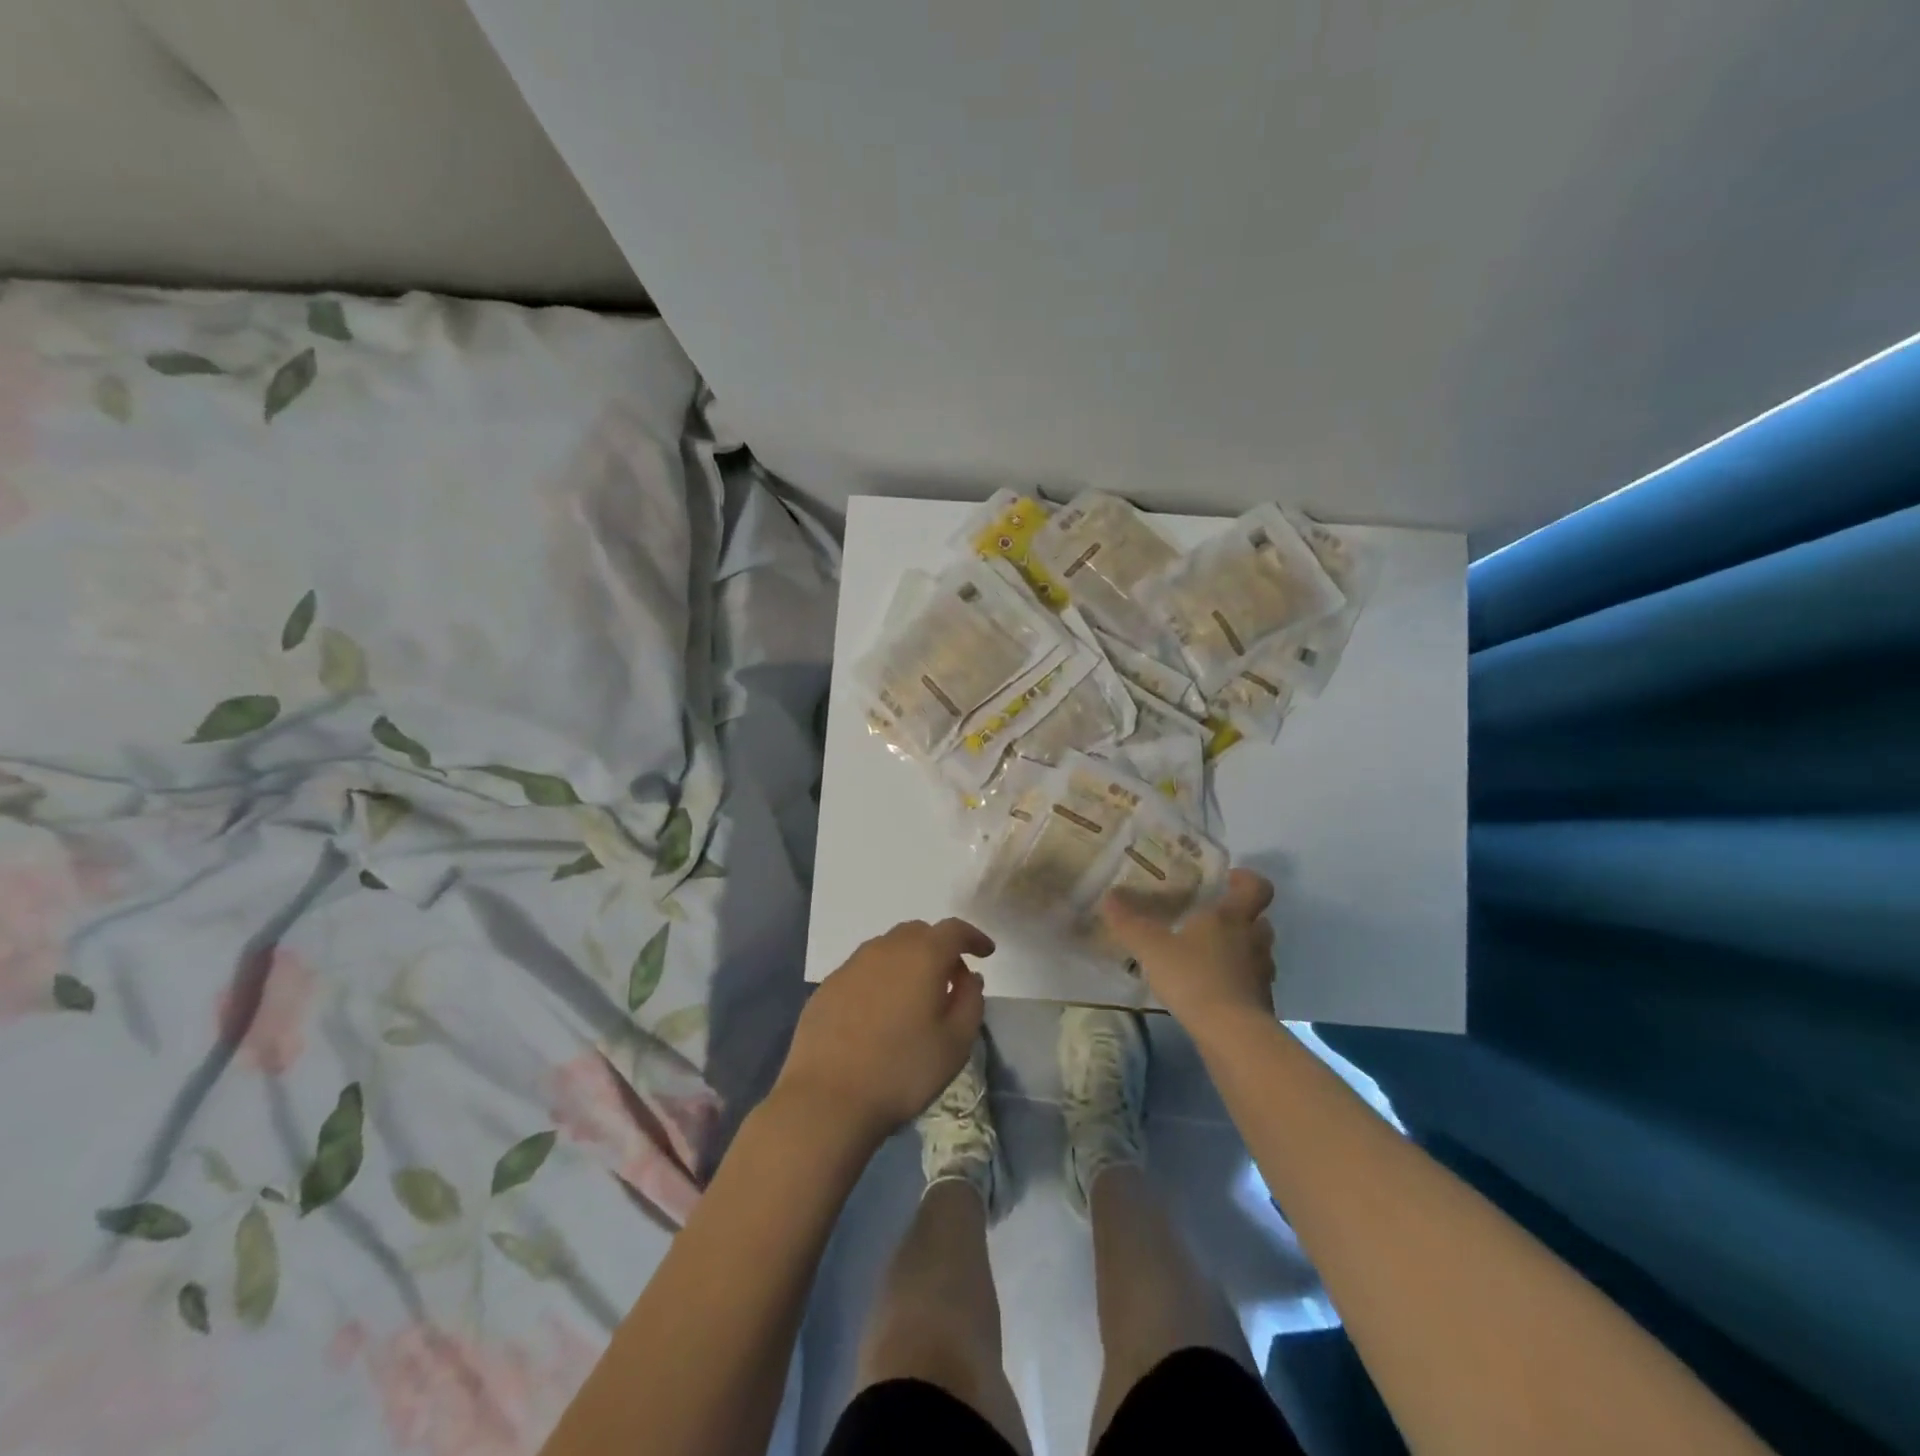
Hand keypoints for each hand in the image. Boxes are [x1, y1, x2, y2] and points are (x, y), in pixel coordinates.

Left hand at [773, 918, 993, 1144]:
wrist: (826, 1099)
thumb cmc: (902, 1071)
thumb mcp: (955, 1043)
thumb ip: (970, 1001)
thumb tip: (968, 977)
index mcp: (922, 955)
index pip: (954, 930)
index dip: (973, 937)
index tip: (985, 952)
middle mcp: (885, 949)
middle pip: (919, 933)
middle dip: (939, 948)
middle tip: (950, 979)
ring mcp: (851, 965)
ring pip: (888, 948)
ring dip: (908, 961)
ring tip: (915, 996)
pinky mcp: (827, 986)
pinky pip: (863, 970)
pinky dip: (880, 979)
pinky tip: (880, 1012)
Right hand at [1101, 868, 1275, 1031]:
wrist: (1232, 1034)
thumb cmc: (1194, 977)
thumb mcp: (1152, 947)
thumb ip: (1130, 922)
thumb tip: (1109, 896)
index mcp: (1233, 917)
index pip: (1257, 887)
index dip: (1247, 879)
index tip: (1229, 879)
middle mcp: (1254, 940)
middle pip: (1259, 920)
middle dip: (1241, 917)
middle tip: (1212, 919)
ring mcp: (1262, 974)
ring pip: (1257, 952)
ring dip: (1241, 950)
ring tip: (1208, 956)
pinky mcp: (1261, 1003)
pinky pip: (1251, 982)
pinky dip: (1237, 981)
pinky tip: (1211, 990)